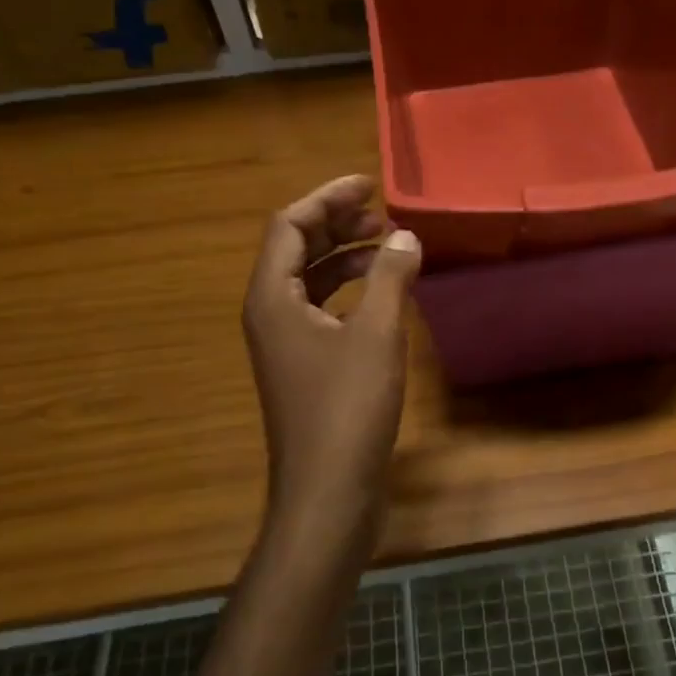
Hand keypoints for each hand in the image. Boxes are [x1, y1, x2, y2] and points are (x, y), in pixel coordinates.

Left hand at [242, 175, 421, 533]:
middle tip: (383, 215)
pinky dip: (351, 292)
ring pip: (311, 282)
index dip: (326, 199)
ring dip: (346, 258)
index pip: (288, 225)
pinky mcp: (306, 368)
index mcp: (272, 297)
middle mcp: (270, 314)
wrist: (328, 489)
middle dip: (337, 225)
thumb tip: (404, 237)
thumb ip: (390, 278)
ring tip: (389, 248)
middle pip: (297, 249)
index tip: (368, 186)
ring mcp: (286, 344)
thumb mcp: (376, 334)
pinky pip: (323, 311)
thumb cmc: (347, 408)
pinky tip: (384, 296)